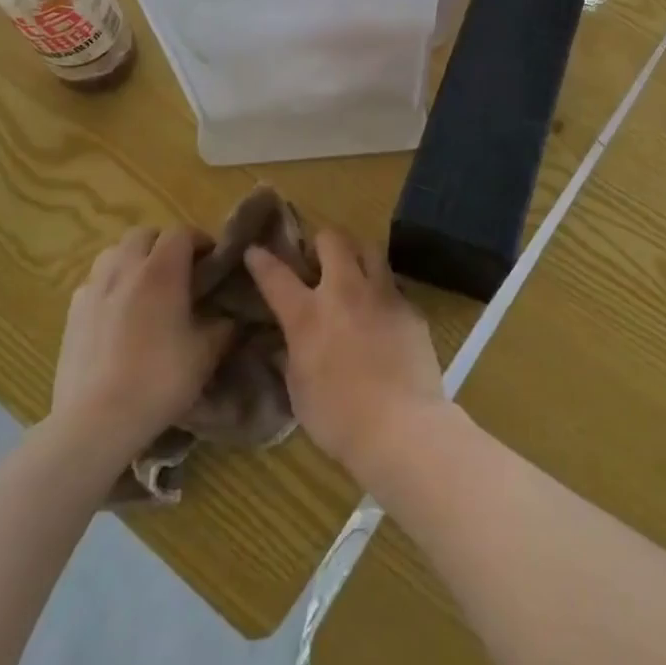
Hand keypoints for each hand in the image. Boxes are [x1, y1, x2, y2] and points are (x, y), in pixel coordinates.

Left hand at [53, 227, 232, 447]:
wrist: (96, 421)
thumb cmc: (159, 380)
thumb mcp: (207, 353)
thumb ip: (223, 326)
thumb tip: (229, 316)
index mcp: (162, 271)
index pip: (182, 233)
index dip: (200, 242)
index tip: (212, 264)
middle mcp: (125, 269)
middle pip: (144, 235)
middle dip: (164, 245)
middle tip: (180, 273)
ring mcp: (93, 289)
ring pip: (115, 253)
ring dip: (134, 260)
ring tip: (146, 288)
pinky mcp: (71, 313)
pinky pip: (95, 282)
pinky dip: (111, 285)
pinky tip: (118, 314)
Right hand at [244, 230, 446, 480]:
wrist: (401, 426)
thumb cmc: (338, 418)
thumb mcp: (299, 391)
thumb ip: (290, 357)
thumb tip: (283, 344)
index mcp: (308, 315)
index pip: (276, 274)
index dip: (261, 259)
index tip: (255, 250)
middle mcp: (345, 292)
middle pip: (332, 239)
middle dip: (322, 242)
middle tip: (319, 259)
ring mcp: (382, 294)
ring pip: (369, 249)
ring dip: (357, 255)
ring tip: (355, 274)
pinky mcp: (410, 307)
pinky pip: (393, 285)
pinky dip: (382, 291)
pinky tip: (382, 314)